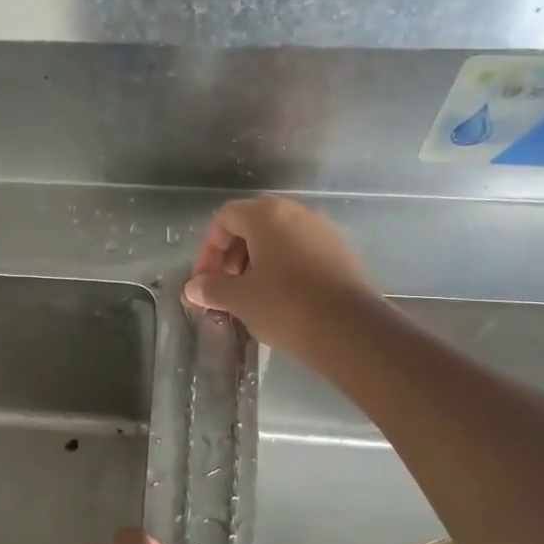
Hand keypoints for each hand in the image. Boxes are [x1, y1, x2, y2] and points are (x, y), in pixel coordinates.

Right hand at [183, 196, 380, 360]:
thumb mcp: (240, 299)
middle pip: (252, 224)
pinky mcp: (340, 253)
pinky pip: (300, 251)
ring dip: (256, 261)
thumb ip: (213, 289)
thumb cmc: (285, 306)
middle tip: (224, 286)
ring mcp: (322, 231)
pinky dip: (282, 267)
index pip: (226, 218)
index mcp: (267, 215)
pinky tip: (280, 299)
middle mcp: (296, 213)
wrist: (350, 329)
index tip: (204, 280)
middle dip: (231, 254)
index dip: (208, 248)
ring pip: (278, 238)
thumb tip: (193, 288)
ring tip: (250, 295)